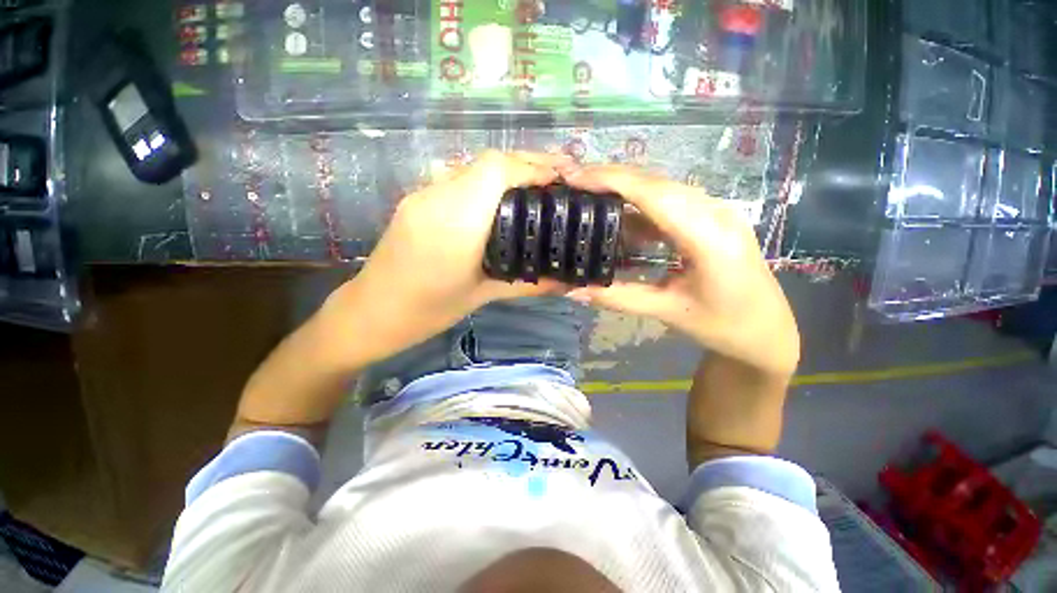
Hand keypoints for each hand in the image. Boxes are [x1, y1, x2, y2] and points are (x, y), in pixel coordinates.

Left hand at [323, 151, 570, 365]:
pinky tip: (502, 201)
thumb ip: (529, 284)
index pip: (496, 170)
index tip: (562, 178)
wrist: (373, 312)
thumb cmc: (429, 311)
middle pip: (488, 162)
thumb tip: (568, 282)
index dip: (533, 166)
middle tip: (559, 179)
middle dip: (527, 164)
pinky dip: (488, 183)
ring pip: (474, 168)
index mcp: (456, 222)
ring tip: (537, 188)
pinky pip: (460, 180)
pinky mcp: (417, 200)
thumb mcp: (484, 296)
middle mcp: (437, 197)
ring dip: (508, 172)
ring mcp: (423, 194)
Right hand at [563, 165, 798, 375]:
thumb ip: (618, 298)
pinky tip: (620, 215)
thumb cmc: (723, 326)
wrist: (767, 331)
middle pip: (657, 183)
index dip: (613, 181)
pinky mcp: (712, 218)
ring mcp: (717, 212)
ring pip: (664, 188)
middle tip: (574, 181)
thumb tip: (572, 292)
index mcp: (709, 238)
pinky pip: (671, 201)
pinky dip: (640, 204)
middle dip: (613, 177)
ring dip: (625, 187)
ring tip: (589, 192)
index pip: (654, 195)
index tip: (575, 176)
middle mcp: (716, 213)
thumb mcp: (667, 311)